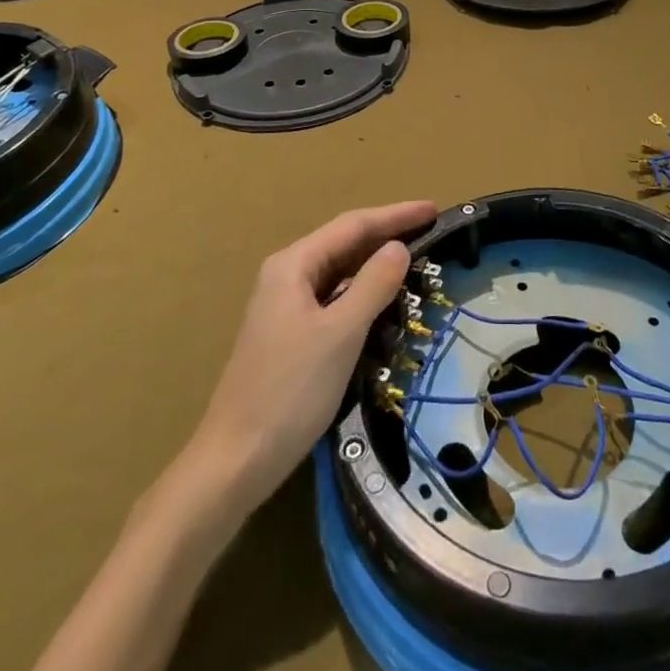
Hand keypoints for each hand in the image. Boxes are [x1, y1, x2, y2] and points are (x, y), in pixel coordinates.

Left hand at [189, 200, 434, 507]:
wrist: (235, 461)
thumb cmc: (290, 391)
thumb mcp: (340, 334)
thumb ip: (373, 285)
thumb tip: (399, 247)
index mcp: (293, 265)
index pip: (353, 225)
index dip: (395, 215)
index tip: (434, 209)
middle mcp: (287, 276)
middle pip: (345, 244)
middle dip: (387, 236)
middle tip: (431, 232)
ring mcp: (286, 307)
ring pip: (340, 274)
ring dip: (376, 267)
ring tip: (417, 262)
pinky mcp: (291, 335)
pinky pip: (335, 300)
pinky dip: (363, 295)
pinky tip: (385, 304)